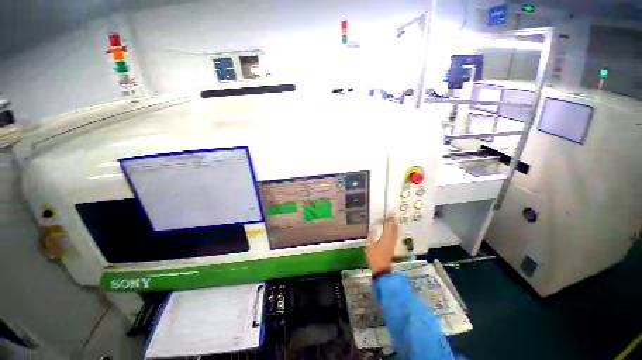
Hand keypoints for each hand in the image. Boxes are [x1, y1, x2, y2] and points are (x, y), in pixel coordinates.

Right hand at [364, 216, 398, 275]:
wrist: (381, 269)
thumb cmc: (374, 257)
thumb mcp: (369, 247)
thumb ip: (371, 237)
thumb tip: (372, 230)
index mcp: (385, 239)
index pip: (388, 228)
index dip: (388, 221)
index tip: (389, 215)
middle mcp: (390, 241)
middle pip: (394, 230)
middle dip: (393, 223)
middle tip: (393, 216)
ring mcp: (392, 245)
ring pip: (396, 233)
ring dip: (395, 227)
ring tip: (395, 222)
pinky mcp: (392, 248)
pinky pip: (395, 237)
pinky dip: (395, 232)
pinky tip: (394, 231)